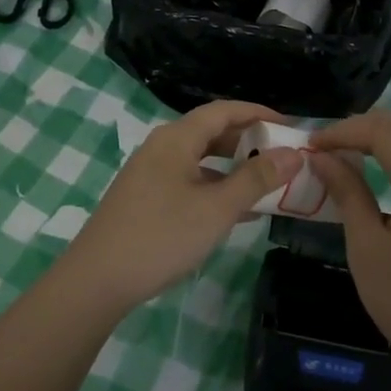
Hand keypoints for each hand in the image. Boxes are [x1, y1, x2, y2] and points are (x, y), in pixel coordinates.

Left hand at [66, 100, 303, 313]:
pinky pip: (188, 180)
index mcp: (177, 139)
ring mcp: (150, 173)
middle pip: (211, 131)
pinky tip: (237, 212)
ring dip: (233, 167)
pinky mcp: (145, 198)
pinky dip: (215, 187)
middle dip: (248, 140)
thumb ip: (256, 179)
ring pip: (200, 159)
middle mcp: (161, 147)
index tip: (289, 125)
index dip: (258, 113)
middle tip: (282, 154)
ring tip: (266, 182)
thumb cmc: (161, 236)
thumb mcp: (217, 208)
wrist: (97, 280)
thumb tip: (293, 154)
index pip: (223, 110)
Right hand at [309, 110, 390, 390]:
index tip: (311, 146)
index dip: (343, 131)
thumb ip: (347, 192)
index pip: (383, 132)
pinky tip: (382, 178)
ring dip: (387, 139)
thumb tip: (323, 157)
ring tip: (351, 156)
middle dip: (366, 126)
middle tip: (330, 144)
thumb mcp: (367, 246)